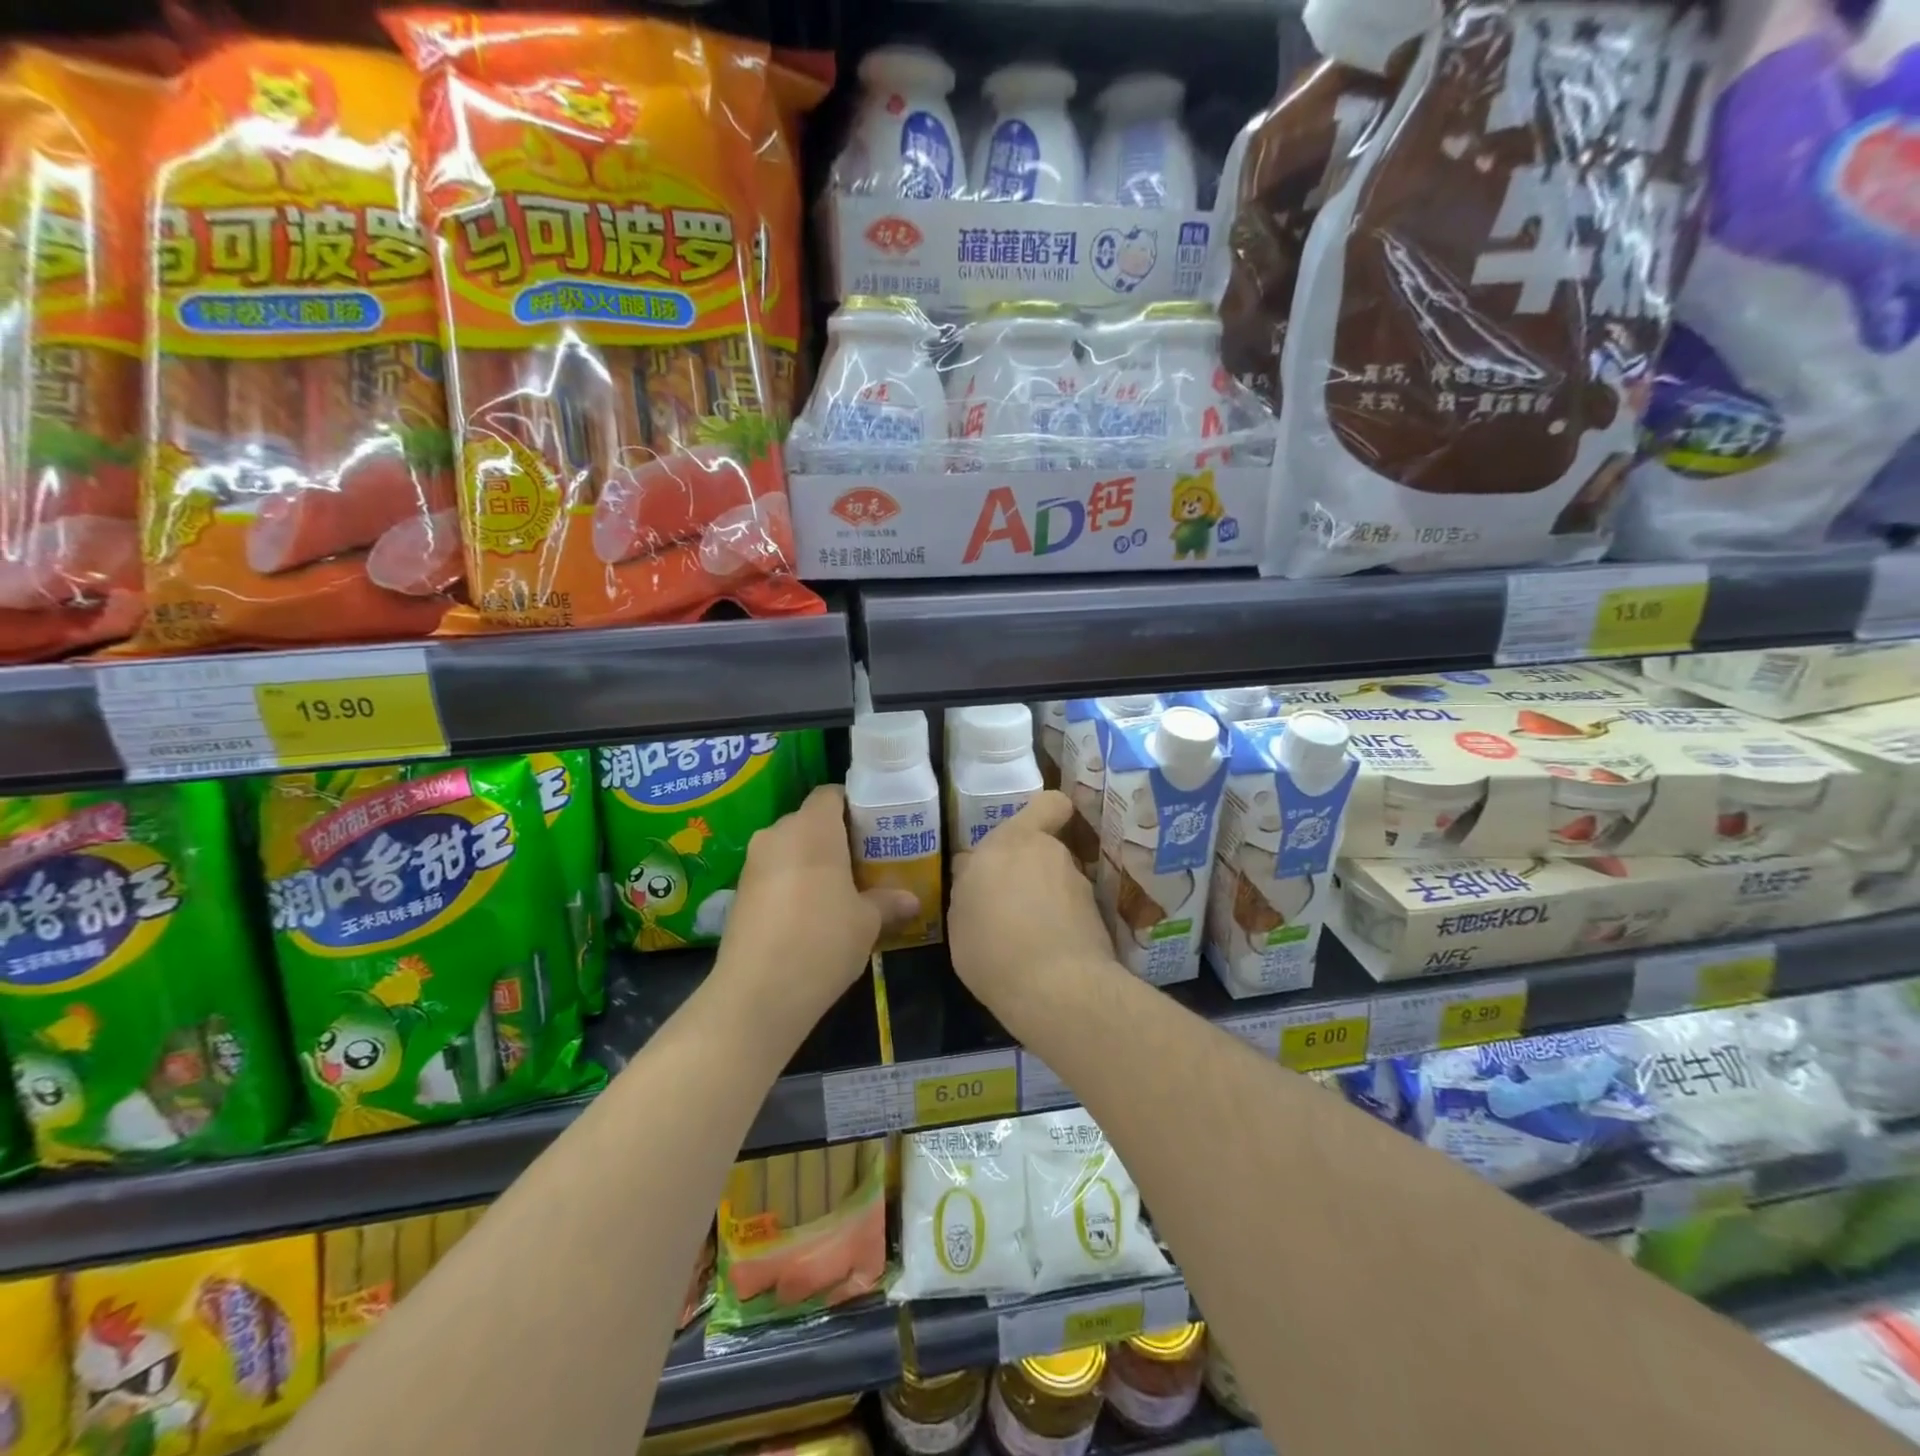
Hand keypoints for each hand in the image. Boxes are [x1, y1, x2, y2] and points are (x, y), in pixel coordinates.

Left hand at [716, 785, 917, 1029]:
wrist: (757, 994)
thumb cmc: (823, 940)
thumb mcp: (867, 922)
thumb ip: (888, 902)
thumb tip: (913, 901)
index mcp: (812, 828)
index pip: (831, 795)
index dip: (854, 806)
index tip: (875, 829)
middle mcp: (777, 835)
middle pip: (810, 821)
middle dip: (836, 838)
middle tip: (865, 863)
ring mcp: (753, 864)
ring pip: (790, 849)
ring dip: (813, 863)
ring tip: (841, 892)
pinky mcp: (739, 894)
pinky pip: (773, 874)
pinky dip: (792, 884)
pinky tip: (810, 916)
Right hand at [949, 790, 1116, 1031]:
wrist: (1054, 988)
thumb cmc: (991, 946)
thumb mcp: (959, 917)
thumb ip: (970, 884)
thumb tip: (975, 871)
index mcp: (1011, 842)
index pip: (1047, 804)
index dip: (1044, 814)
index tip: (1027, 835)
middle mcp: (1050, 853)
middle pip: (1043, 849)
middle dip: (1030, 869)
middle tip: (1007, 901)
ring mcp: (1078, 885)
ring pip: (1058, 881)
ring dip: (1046, 898)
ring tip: (1025, 937)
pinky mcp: (1098, 917)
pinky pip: (1072, 911)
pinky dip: (1062, 924)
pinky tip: (1045, 954)